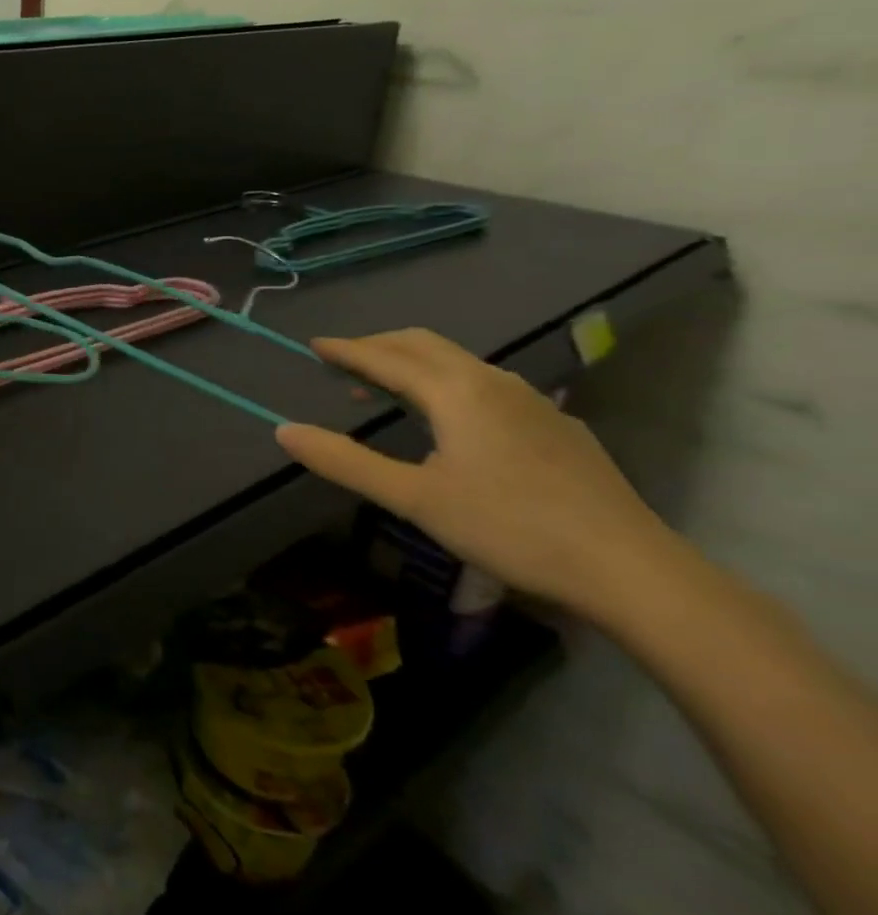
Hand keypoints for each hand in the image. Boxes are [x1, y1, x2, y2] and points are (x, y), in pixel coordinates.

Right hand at [274, 328, 681, 615]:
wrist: (629, 568)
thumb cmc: (509, 527)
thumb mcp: (414, 499)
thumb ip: (345, 462)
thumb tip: (284, 431)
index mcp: (457, 392)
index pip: (387, 357)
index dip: (347, 350)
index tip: (314, 345)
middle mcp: (495, 382)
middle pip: (426, 345)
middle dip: (380, 346)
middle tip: (344, 360)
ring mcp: (534, 402)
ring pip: (461, 363)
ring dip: (415, 365)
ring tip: (387, 390)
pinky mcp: (558, 427)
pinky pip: (489, 386)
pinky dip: (450, 384)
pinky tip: (452, 420)